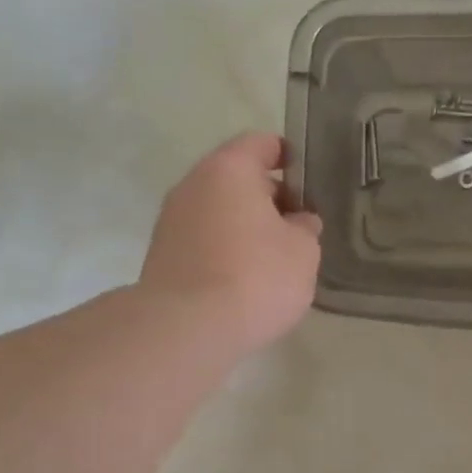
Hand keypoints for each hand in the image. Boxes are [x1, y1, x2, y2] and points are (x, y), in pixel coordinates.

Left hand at [139, 132, 322, 355]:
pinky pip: (203, 240)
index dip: (288, 157)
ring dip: (245, 226)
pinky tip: (245, 279)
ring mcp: (171, 221)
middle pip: (236, 178)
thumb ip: (305, 228)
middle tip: (298, 225)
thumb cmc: (255, 276)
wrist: (186, 329)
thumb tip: (297, 222)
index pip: (261, 143)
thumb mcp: (303, 251)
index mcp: (229, 169)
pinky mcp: (162, 256)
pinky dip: (225, 250)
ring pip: (218, 211)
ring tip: (274, 257)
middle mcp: (193, 185)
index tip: (309, 180)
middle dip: (268, 197)